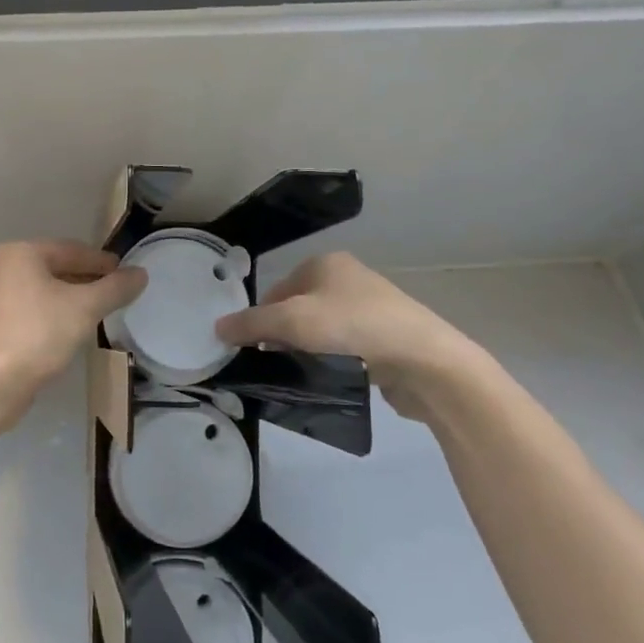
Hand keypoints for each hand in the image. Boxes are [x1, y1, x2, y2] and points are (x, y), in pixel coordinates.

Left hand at [0, 240, 145, 396]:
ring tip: (96, 313)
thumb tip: (140, 274)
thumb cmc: (40, 333)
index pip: (72, 250)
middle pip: (56, 269)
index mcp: (22, 253)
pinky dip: (52, 315)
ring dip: (69, 299)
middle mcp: (3, 268)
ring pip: (43, 291)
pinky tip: (69, 331)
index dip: (102, 262)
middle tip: (114, 294)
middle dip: (86, 280)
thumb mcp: (85, 308)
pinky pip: (31, 312)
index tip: (125, 274)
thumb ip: (115, 288)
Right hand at [215, 253, 482, 402]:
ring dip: (309, 352)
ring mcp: (371, 307)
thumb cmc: (353, 328)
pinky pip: (346, 347)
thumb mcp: (291, 322)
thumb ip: (250, 324)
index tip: (256, 352)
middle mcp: (348, 278)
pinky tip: (335, 378)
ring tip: (307, 375)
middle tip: (280, 366)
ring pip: (321, 331)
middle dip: (284, 338)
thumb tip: (217, 328)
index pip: (275, 291)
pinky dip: (335, 361)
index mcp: (325, 263)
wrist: (426, 361)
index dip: (260, 321)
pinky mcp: (387, 337)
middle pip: (296, 311)